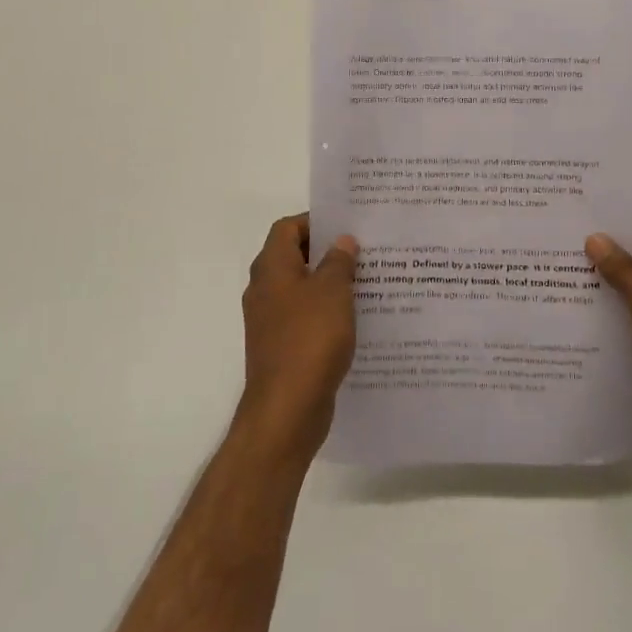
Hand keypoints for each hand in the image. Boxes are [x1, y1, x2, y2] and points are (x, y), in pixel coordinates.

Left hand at [238, 214, 357, 460]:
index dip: (315, 221)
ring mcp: (270, 321)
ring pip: (301, 289)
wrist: (287, 410)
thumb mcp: (333, 291)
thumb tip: (342, 241)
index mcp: (271, 268)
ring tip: (366, 282)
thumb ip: (339, 261)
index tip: (346, 226)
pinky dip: (325, 313)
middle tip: (363, 251)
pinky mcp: (281, 347)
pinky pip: (304, 318)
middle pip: (293, 257)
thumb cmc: (310, 339)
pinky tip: (355, 320)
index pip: (287, 228)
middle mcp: (264, 289)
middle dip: (327, 252)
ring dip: (329, 284)